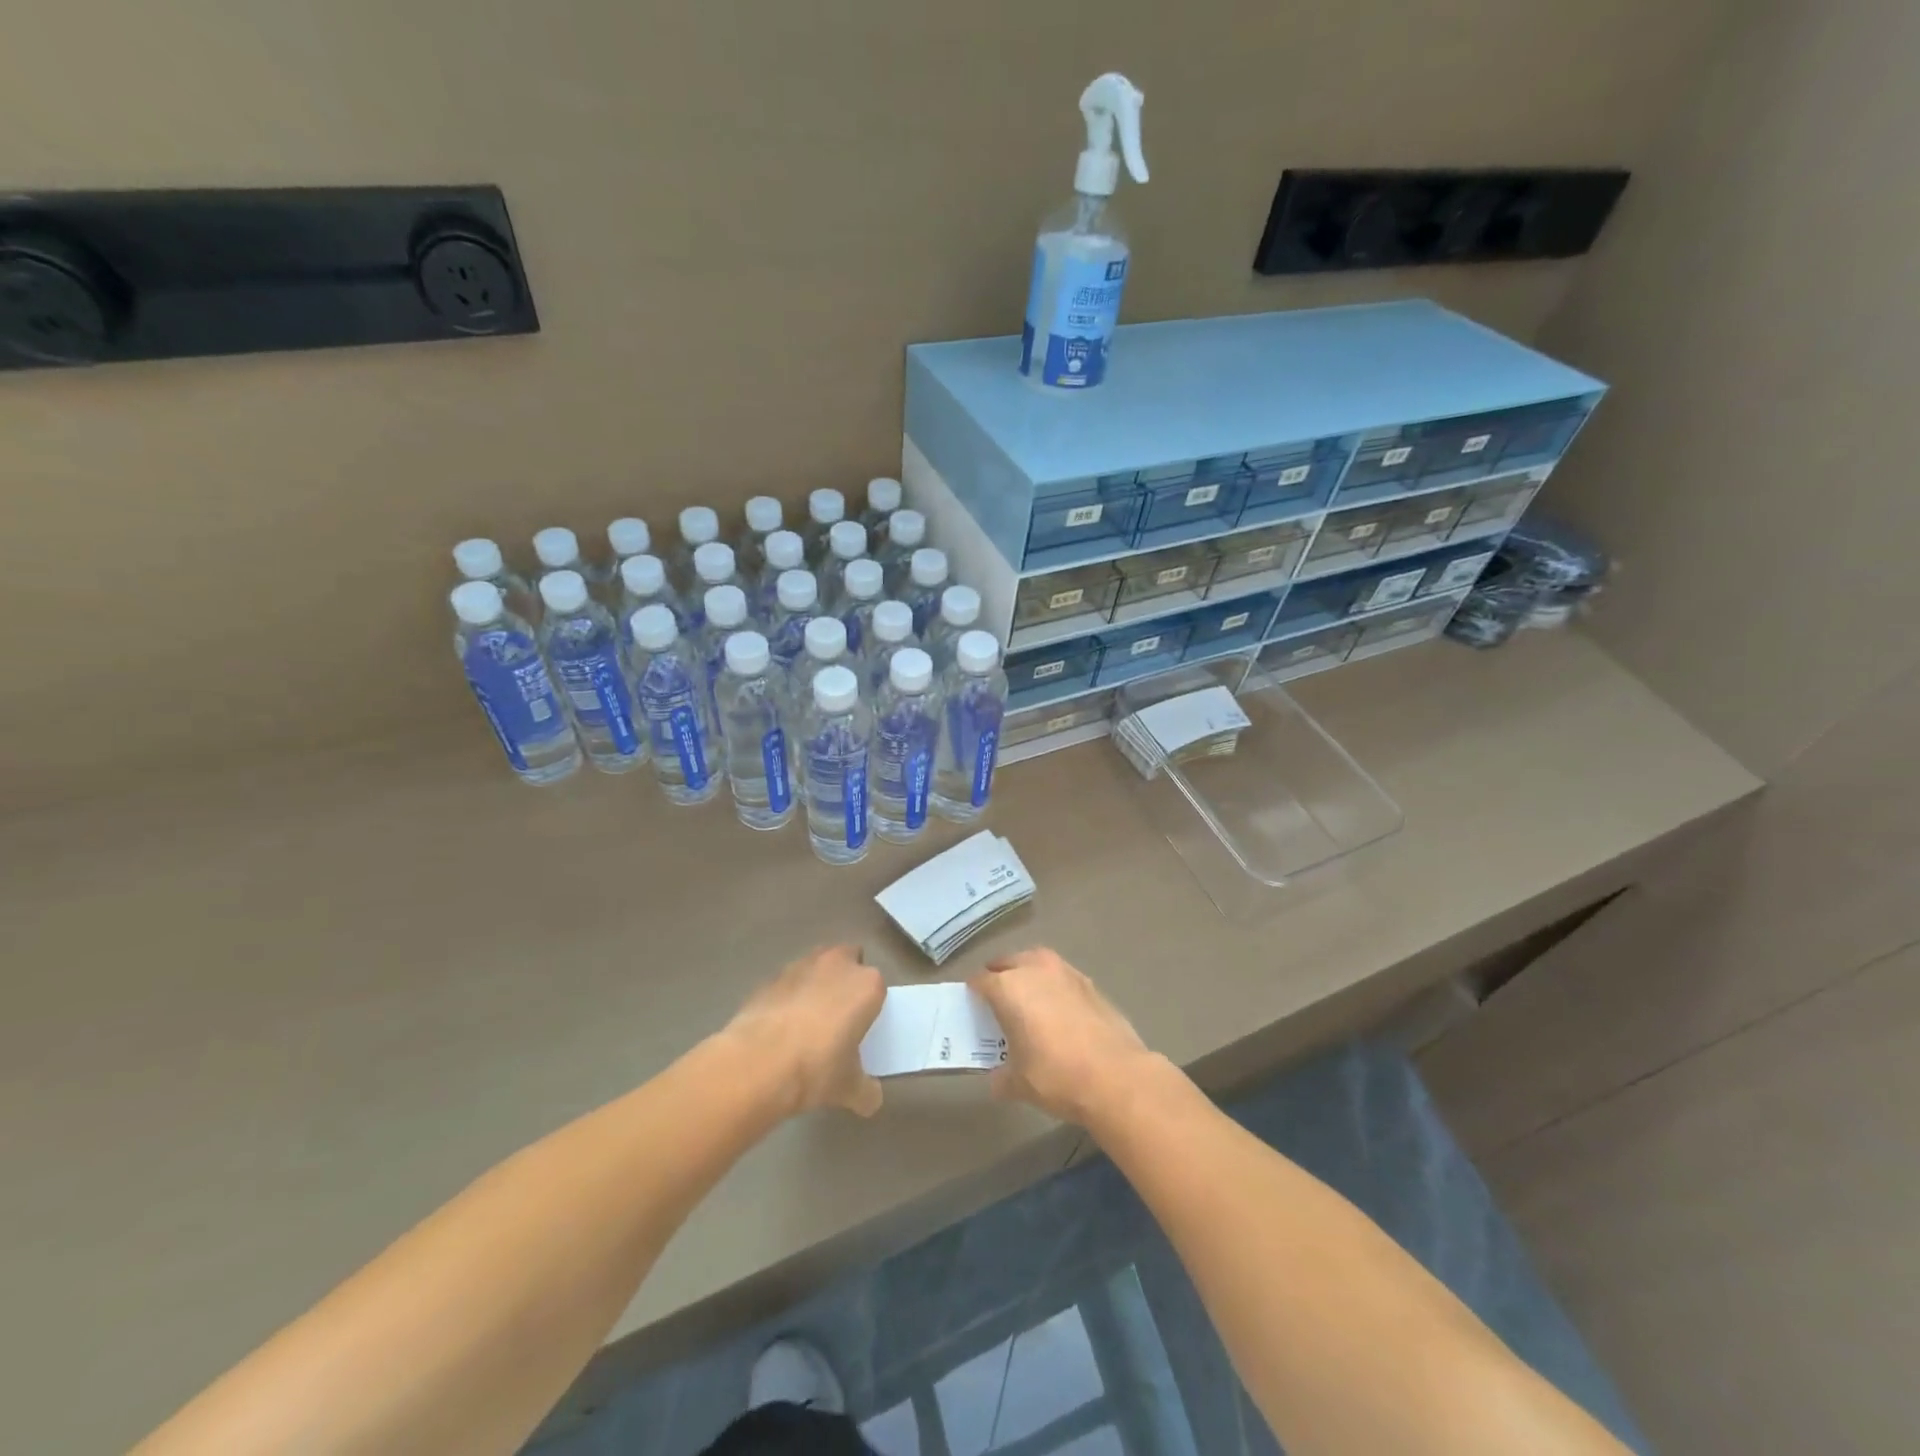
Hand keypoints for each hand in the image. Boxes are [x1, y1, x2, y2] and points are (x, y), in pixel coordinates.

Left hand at [723, 944, 886, 1117]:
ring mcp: (800, 966)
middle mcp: (837, 965)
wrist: (758, 1063)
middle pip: (848, 960)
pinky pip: (786, 983)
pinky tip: (779, 1026)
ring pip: (816, 965)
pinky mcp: (770, 978)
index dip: (869, 1005)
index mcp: (866, 985)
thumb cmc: (816, 1069)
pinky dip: (787, 997)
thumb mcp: (849, 1088)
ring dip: (815, 982)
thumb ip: (866, 1090)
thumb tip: (871, 1100)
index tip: (861, 1026)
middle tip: (838, 1014)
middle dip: (845, 979)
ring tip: (806, 1019)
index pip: (877, 987)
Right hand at [970, 947, 1162, 1126]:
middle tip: (996, 999)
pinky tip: (1057, 1008)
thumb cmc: (1057, 1076)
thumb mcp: (1019, 1083)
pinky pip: (1060, 975)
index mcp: (1008, 988)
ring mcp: (1065, 972)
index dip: (973, 992)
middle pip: (1007, 962)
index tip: (971, 1005)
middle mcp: (1034, 970)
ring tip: (1027, 998)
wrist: (1117, 1077)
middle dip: (999, 975)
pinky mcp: (1090, 983)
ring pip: (1036, 962)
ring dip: (1027, 973)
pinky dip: (1053, 985)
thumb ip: (1002, 1076)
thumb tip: (998, 1078)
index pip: (980, 981)